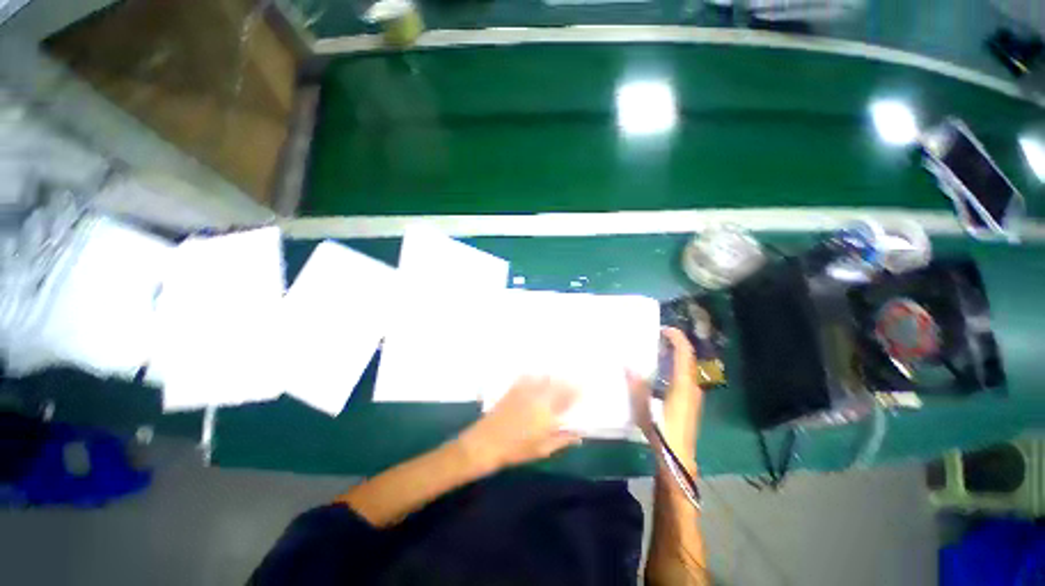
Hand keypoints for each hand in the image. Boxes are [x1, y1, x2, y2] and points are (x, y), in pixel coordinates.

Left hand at [457, 377, 581, 474]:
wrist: (487, 442)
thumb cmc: (516, 449)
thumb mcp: (542, 449)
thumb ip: (562, 440)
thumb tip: (579, 435)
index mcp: (547, 413)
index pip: (566, 398)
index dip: (576, 391)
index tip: (583, 388)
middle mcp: (538, 397)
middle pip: (557, 384)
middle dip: (567, 382)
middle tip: (574, 381)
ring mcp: (525, 391)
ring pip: (544, 378)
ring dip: (553, 377)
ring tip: (559, 378)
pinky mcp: (514, 389)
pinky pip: (528, 377)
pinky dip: (536, 375)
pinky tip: (538, 375)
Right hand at [628, 327, 703, 464]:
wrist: (678, 459)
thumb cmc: (662, 432)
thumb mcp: (644, 408)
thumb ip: (636, 385)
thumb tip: (626, 364)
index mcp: (683, 385)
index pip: (685, 354)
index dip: (677, 338)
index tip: (663, 329)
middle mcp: (692, 387)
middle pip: (688, 359)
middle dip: (676, 344)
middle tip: (658, 337)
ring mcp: (693, 396)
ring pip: (688, 368)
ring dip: (676, 356)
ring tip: (658, 350)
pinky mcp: (690, 403)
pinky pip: (685, 377)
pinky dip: (676, 367)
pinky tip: (662, 372)